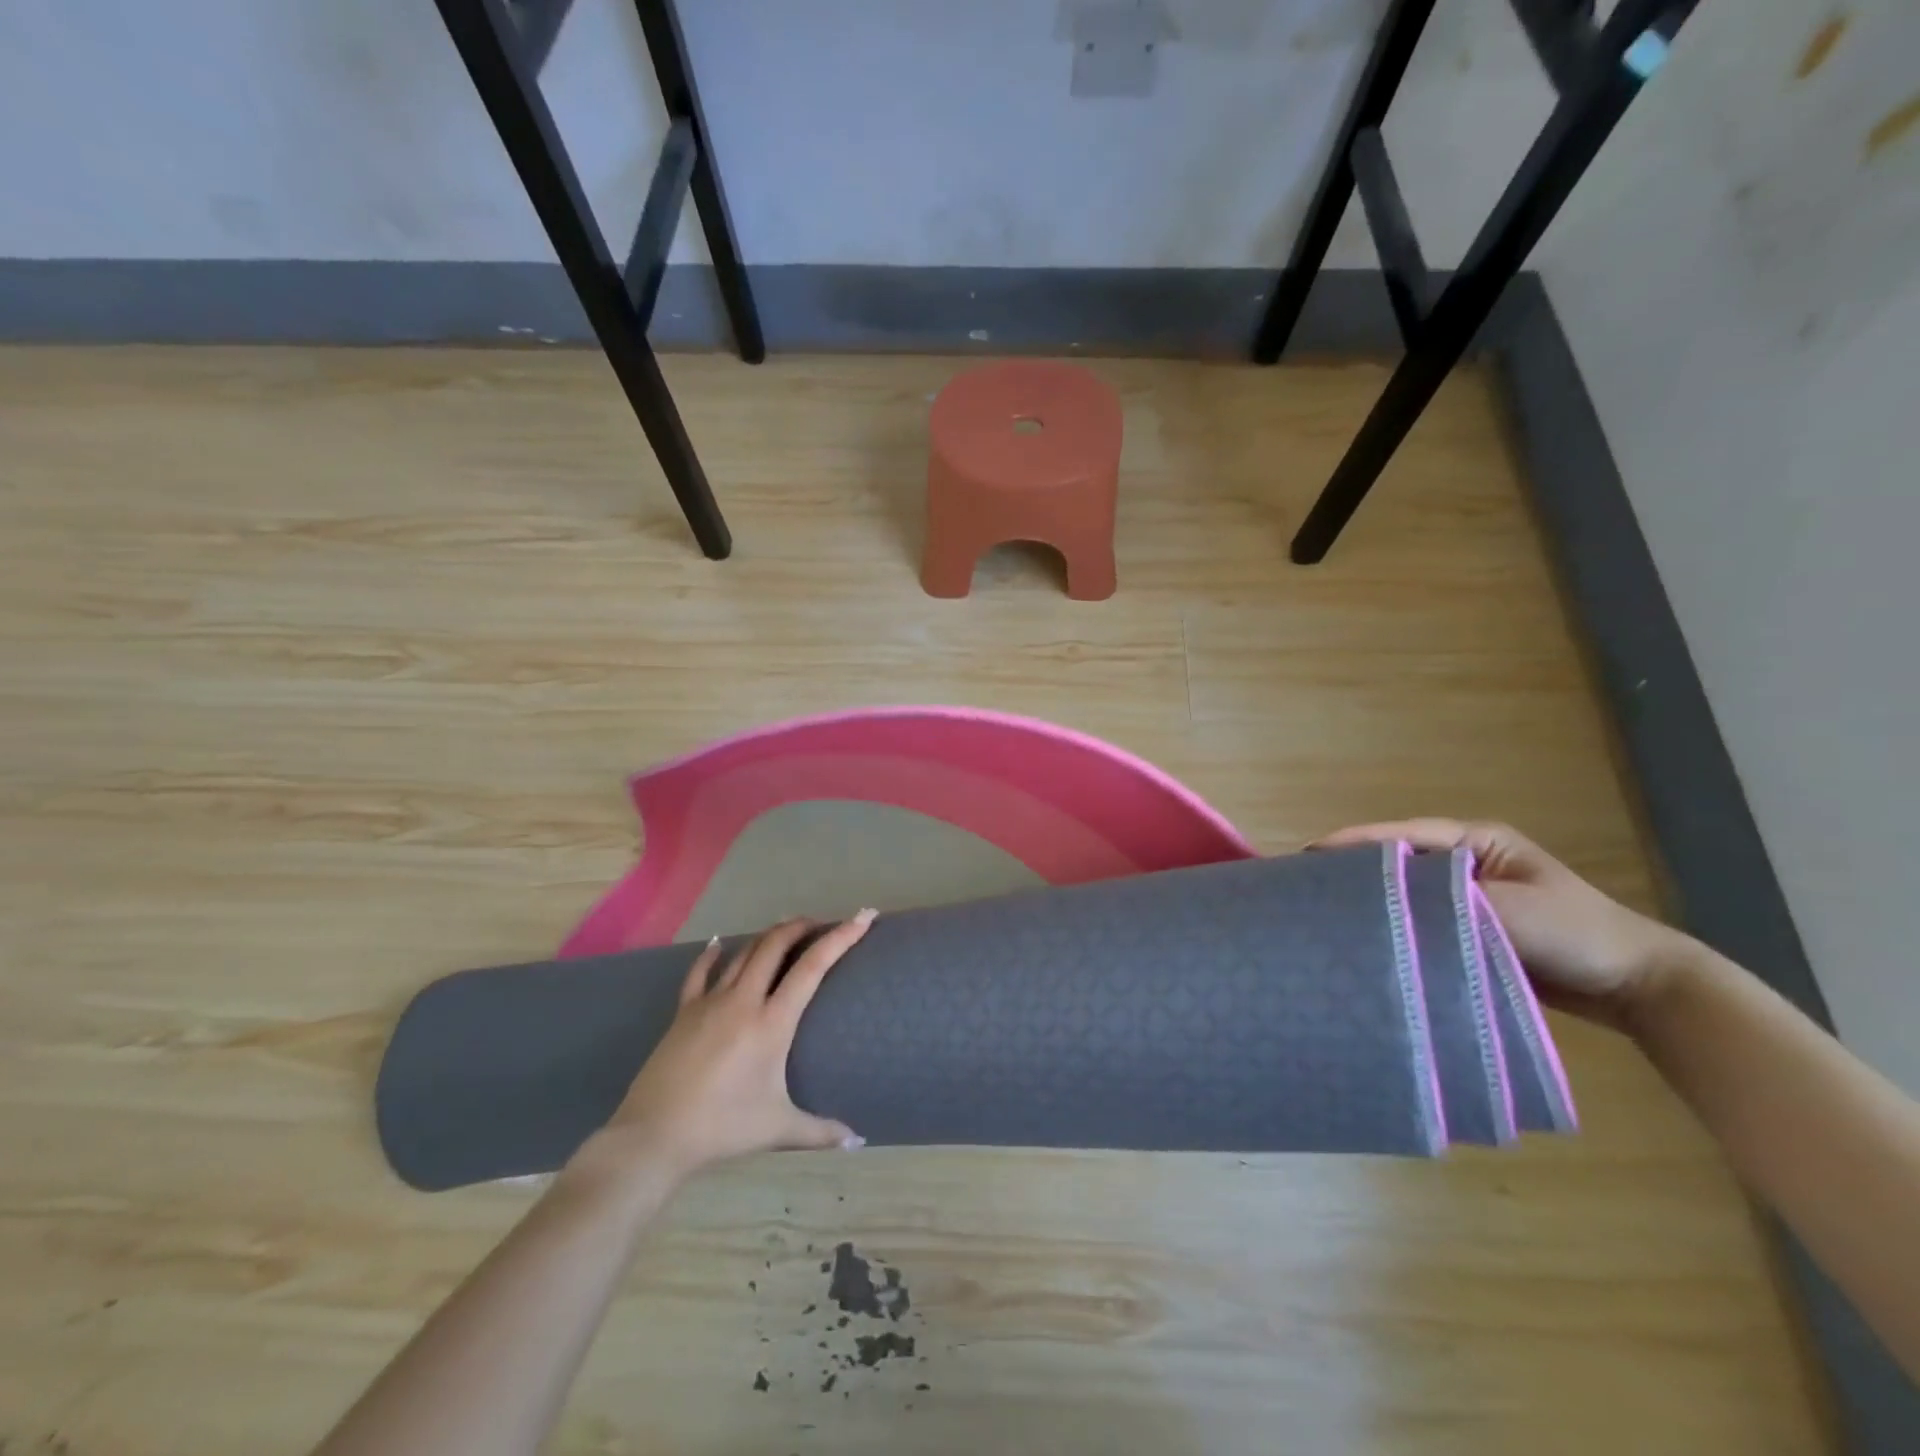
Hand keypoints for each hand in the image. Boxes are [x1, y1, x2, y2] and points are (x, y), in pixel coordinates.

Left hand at [587, 913, 874, 1184]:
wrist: (654, 1136)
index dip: (840, 938)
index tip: (862, 917)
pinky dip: (712, 954)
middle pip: (775, 946)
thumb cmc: (722, 1128)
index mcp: (772, 1023)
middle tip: (819, 924)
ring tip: (784, 931)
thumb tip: (858, 1141)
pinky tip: (717, 943)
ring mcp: (710, 1002)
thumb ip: (820, 1132)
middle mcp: (743, 1000)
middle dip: (800, 927)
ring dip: (767, 937)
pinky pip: (700, 973)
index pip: (812, 967)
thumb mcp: (777, 1128)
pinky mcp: (684, 1012)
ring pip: (744, 953)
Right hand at [1310, 819, 1695, 1029]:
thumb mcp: (1510, 910)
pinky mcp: (1470, 930)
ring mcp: (1467, 896)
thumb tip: (1384, 903)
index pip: (1402, 835)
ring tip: (1323, 908)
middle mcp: (1465, 862)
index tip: (1309, 852)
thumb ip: (1446, 901)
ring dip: (1374, 899)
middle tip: (1305, 880)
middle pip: (1398, 860)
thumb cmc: (1576, 933)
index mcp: (1476, 841)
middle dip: (1355, 869)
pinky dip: (1398, 927)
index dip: (1355, 843)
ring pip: (1407, 892)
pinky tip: (1367, 936)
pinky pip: (1423, 922)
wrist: (1638, 987)